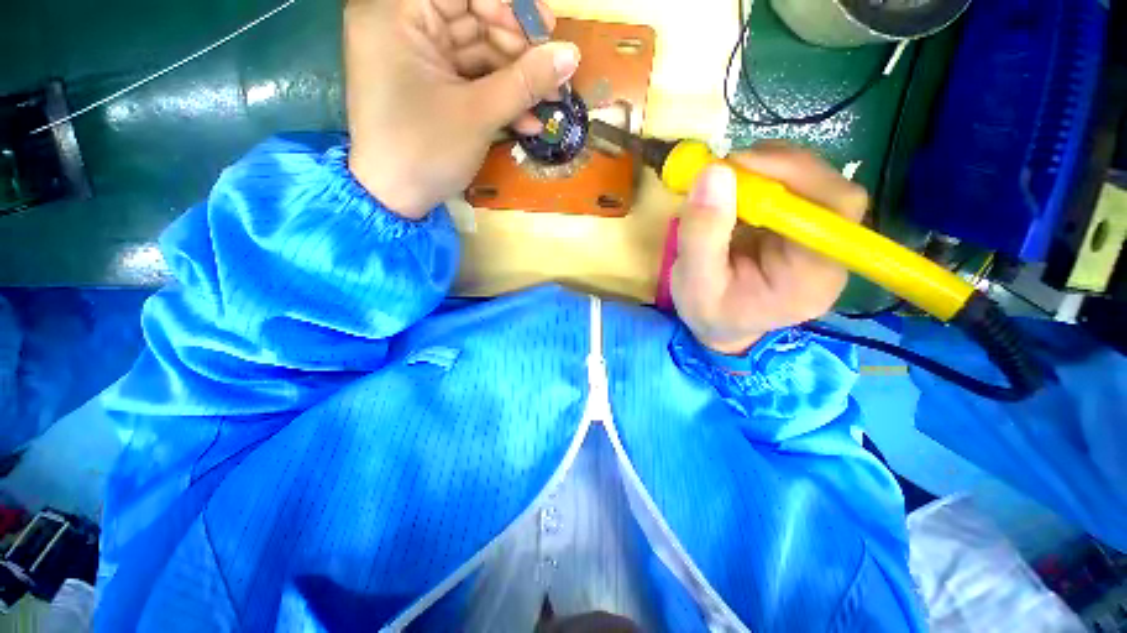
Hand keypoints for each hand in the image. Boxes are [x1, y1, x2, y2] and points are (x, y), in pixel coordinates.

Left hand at [344, 0, 579, 218]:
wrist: (396, 200)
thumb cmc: (426, 152)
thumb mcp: (478, 114)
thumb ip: (525, 81)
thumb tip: (571, 55)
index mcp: (398, 13)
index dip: (511, 6)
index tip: (548, 32)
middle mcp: (402, 24)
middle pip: (473, 19)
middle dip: (519, 51)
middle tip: (553, 78)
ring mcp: (416, 57)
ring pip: (477, 53)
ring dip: (516, 80)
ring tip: (548, 104)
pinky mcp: (429, 85)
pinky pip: (469, 79)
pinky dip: (498, 98)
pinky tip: (526, 121)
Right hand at [671, 142, 868, 354]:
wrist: (718, 326)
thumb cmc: (708, 313)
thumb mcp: (693, 282)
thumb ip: (701, 234)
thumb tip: (714, 173)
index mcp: (812, 278)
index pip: (834, 208)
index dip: (794, 174)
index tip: (738, 165)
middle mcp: (829, 256)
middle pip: (829, 190)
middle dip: (777, 168)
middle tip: (726, 167)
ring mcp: (818, 241)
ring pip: (813, 183)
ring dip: (767, 170)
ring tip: (725, 181)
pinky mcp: (802, 230)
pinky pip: (794, 190)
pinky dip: (763, 179)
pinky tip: (735, 192)